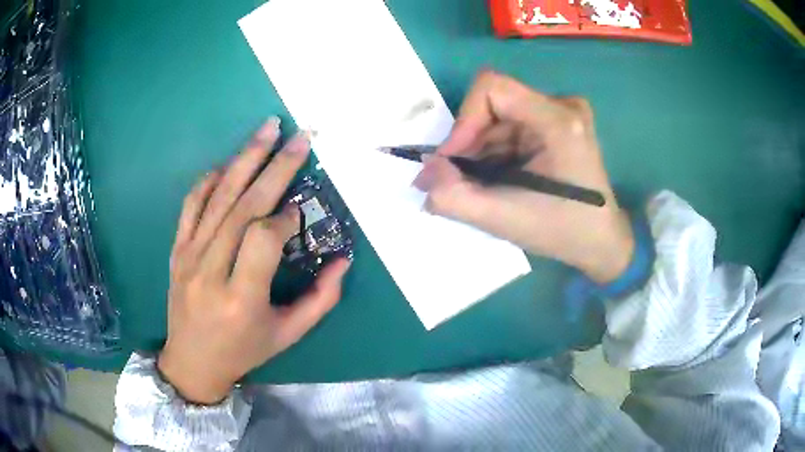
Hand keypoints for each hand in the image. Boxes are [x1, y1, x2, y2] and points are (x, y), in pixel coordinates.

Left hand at [157, 119, 349, 404]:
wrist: (192, 361)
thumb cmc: (243, 351)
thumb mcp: (289, 335)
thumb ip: (321, 299)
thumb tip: (343, 259)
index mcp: (241, 298)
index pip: (264, 239)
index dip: (286, 218)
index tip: (300, 209)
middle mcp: (210, 271)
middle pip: (243, 206)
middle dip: (275, 167)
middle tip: (299, 137)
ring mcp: (188, 256)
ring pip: (218, 197)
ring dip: (245, 158)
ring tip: (267, 128)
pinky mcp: (177, 250)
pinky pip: (191, 205)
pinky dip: (209, 180)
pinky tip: (227, 164)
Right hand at [414, 71, 633, 282]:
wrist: (601, 242)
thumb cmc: (563, 231)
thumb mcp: (504, 220)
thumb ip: (454, 197)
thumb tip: (422, 173)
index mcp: (558, 120)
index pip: (491, 88)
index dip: (463, 120)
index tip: (452, 160)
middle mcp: (562, 105)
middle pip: (494, 104)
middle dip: (470, 142)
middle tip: (460, 179)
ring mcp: (563, 112)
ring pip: (500, 116)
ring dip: (481, 149)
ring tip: (482, 184)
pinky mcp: (559, 123)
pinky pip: (513, 125)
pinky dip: (496, 150)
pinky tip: (499, 176)